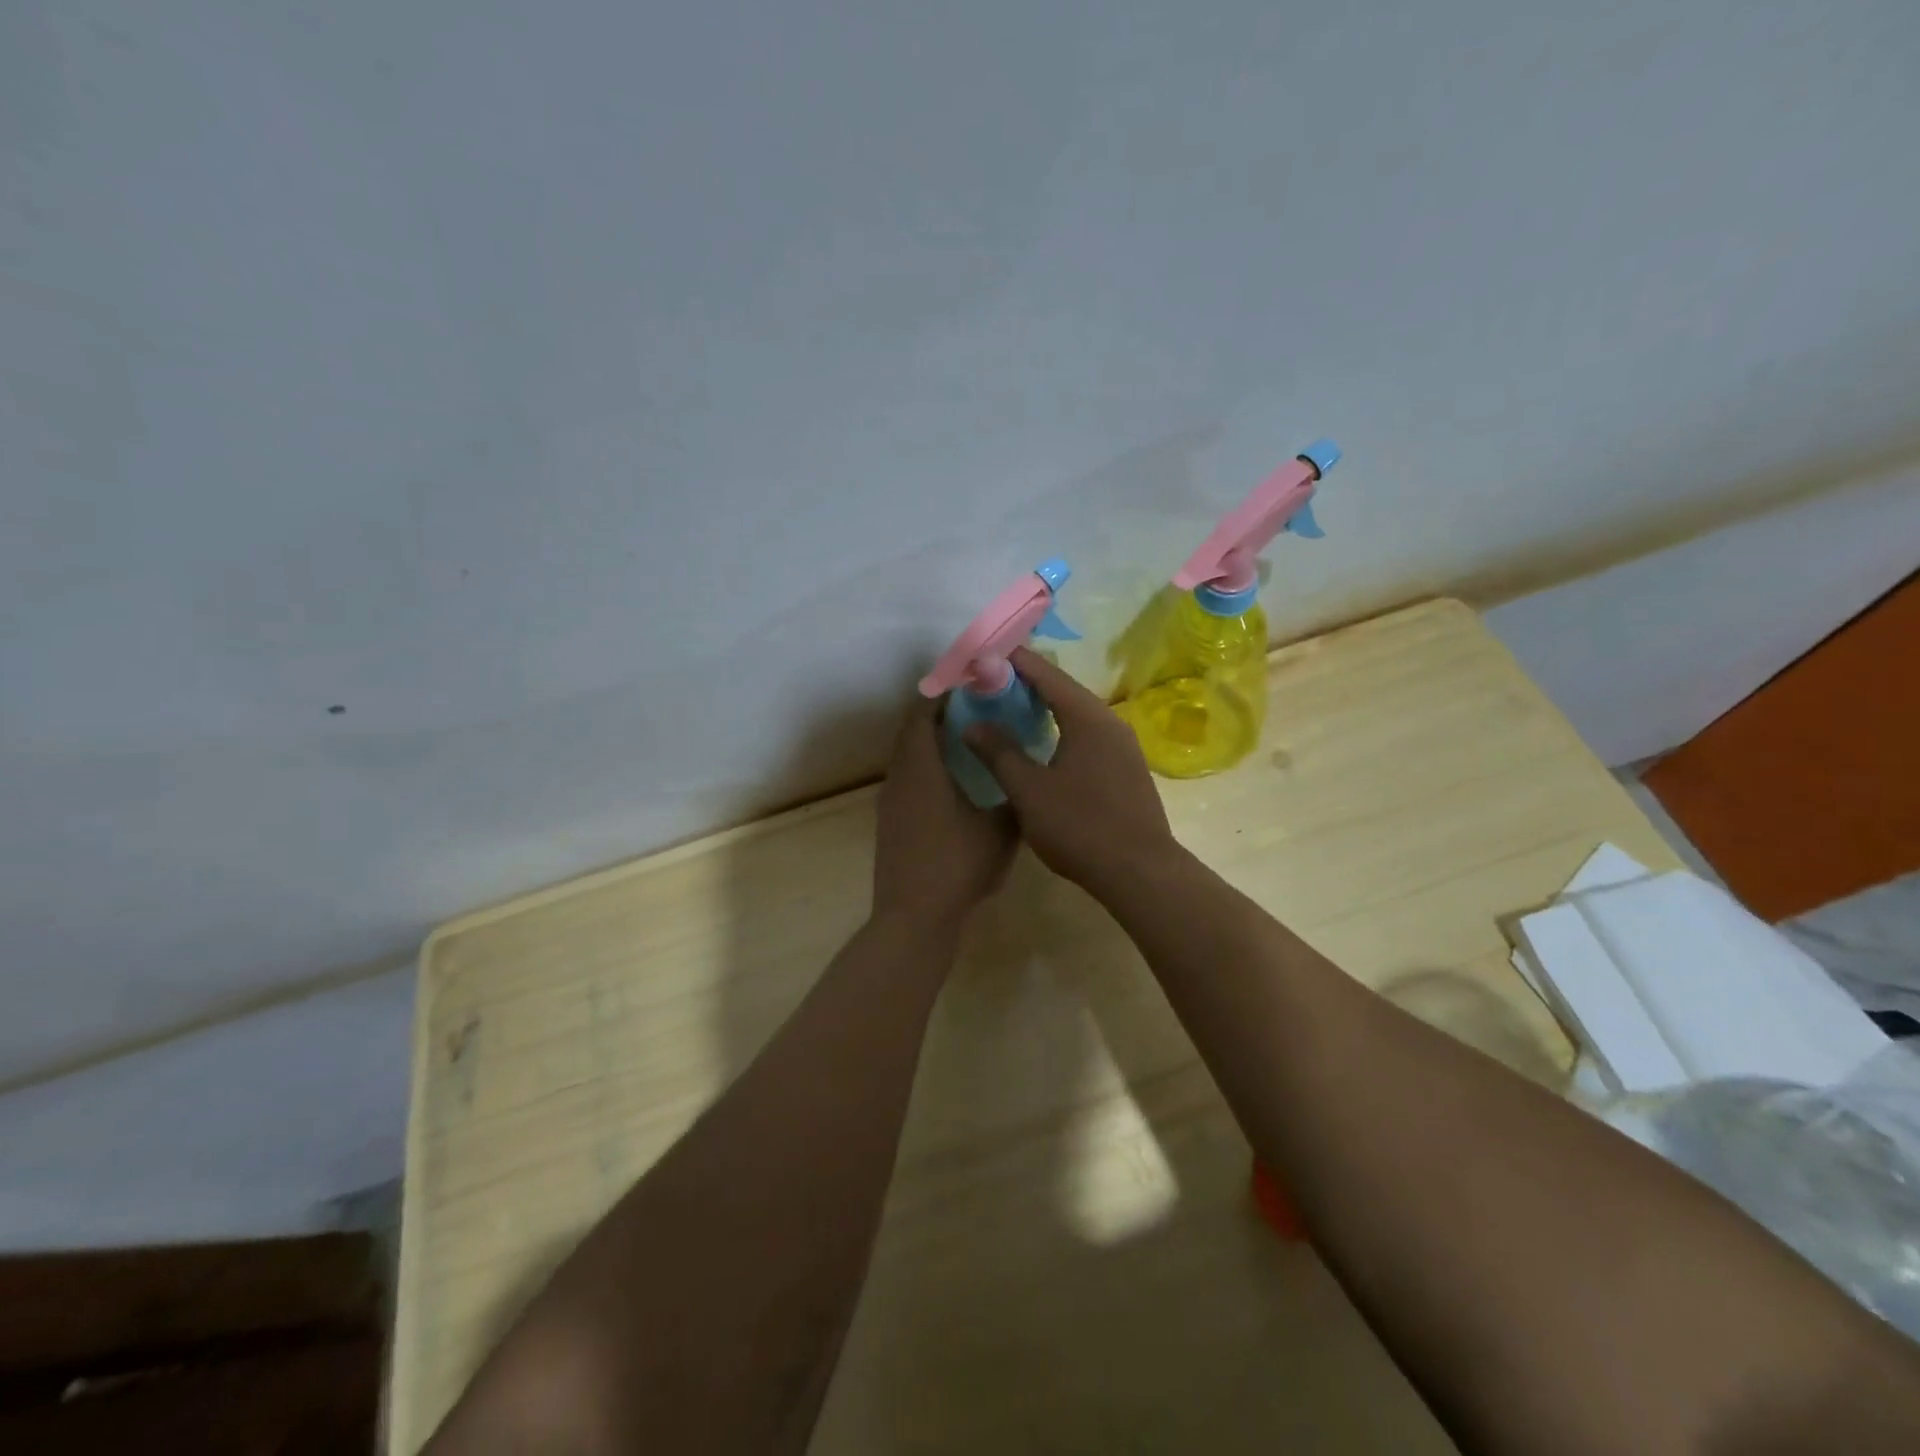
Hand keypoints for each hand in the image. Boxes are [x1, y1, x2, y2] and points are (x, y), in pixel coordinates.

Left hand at [872, 698, 1018, 931]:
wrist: (914, 917)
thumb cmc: (958, 865)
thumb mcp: (1000, 829)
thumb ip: (1014, 796)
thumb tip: (1025, 776)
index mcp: (921, 768)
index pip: (922, 714)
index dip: (940, 694)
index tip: (966, 684)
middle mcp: (899, 777)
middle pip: (911, 732)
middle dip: (937, 715)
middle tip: (973, 707)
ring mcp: (890, 802)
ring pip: (907, 758)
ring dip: (930, 743)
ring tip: (966, 740)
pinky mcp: (890, 823)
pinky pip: (906, 780)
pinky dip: (925, 768)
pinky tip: (952, 783)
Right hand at [963, 647, 1176, 894]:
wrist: (1139, 871)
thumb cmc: (1080, 826)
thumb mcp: (1028, 790)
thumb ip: (999, 753)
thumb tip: (972, 724)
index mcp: (1086, 717)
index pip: (1045, 673)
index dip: (1013, 661)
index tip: (982, 655)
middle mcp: (1109, 721)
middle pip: (1063, 688)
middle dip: (1026, 682)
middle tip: (988, 682)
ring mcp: (1123, 745)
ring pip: (1077, 712)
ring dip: (1044, 706)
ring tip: (1009, 708)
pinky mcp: (1126, 767)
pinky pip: (1088, 733)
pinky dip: (1060, 727)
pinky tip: (1043, 743)